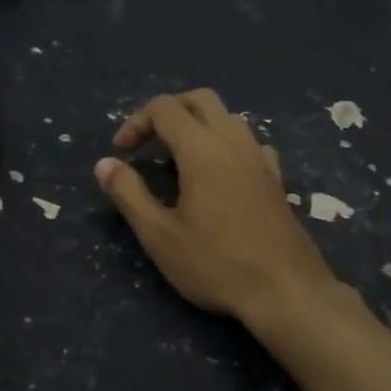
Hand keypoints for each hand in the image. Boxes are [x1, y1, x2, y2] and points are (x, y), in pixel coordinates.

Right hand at [95, 88, 343, 323]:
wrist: (286, 291)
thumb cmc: (216, 265)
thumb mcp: (159, 236)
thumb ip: (129, 194)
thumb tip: (104, 164)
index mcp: (202, 150)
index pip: (164, 108)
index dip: (136, 122)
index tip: (122, 153)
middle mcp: (234, 142)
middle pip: (200, 99)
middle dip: (169, 111)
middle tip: (148, 142)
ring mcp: (260, 158)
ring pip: (228, 117)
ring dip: (199, 124)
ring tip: (179, 159)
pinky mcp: (276, 178)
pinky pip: (249, 142)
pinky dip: (227, 145)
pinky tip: (219, 176)